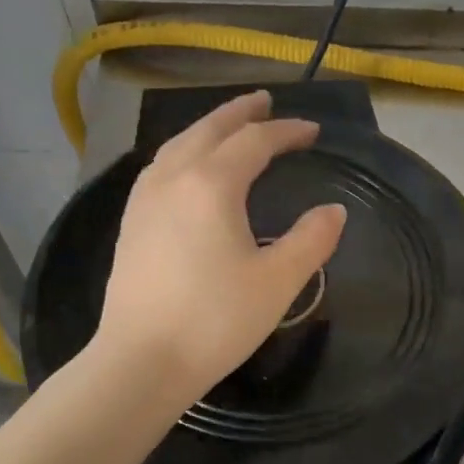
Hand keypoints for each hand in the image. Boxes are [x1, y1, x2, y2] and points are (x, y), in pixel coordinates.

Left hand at [96, 91, 346, 402]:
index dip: (286, 132)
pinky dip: (182, 152)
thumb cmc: (215, 321)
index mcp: (211, 185)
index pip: (255, 142)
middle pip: (209, 130)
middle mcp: (173, 179)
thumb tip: (333, 211)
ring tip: (228, 126)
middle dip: (240, 113)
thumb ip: (311, 240)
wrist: (141, 361)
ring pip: (178, 145)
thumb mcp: (278, 282)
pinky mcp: (130, 224)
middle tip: (265, 101)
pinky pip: (159, 167)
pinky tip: (186, 168)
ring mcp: (144, 200)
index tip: (312, 131)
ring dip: (207, 128)